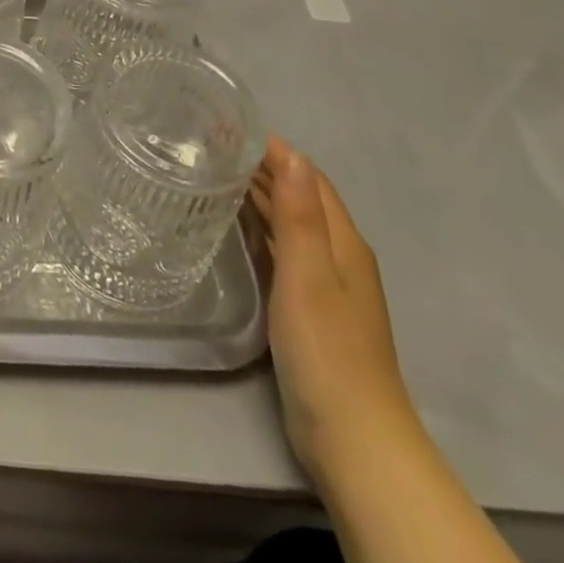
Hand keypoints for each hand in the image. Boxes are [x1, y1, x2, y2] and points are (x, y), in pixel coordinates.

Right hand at [250, 135, 416, 484]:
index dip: (274, 149)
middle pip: (300, 196)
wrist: (352, 437)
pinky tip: (236, 226)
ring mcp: (325, 284)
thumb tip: (293, 153)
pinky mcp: (309, 308)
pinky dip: (261, 227)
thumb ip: (300, 214)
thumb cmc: (327, 349)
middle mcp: (338, 255)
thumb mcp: (309, 274)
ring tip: (216, 172)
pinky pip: (283, 249)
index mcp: (343, 242)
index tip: (229, 124)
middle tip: (211, 143)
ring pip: (291, 222)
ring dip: (261, 194)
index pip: (308, 177)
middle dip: (263, 166)